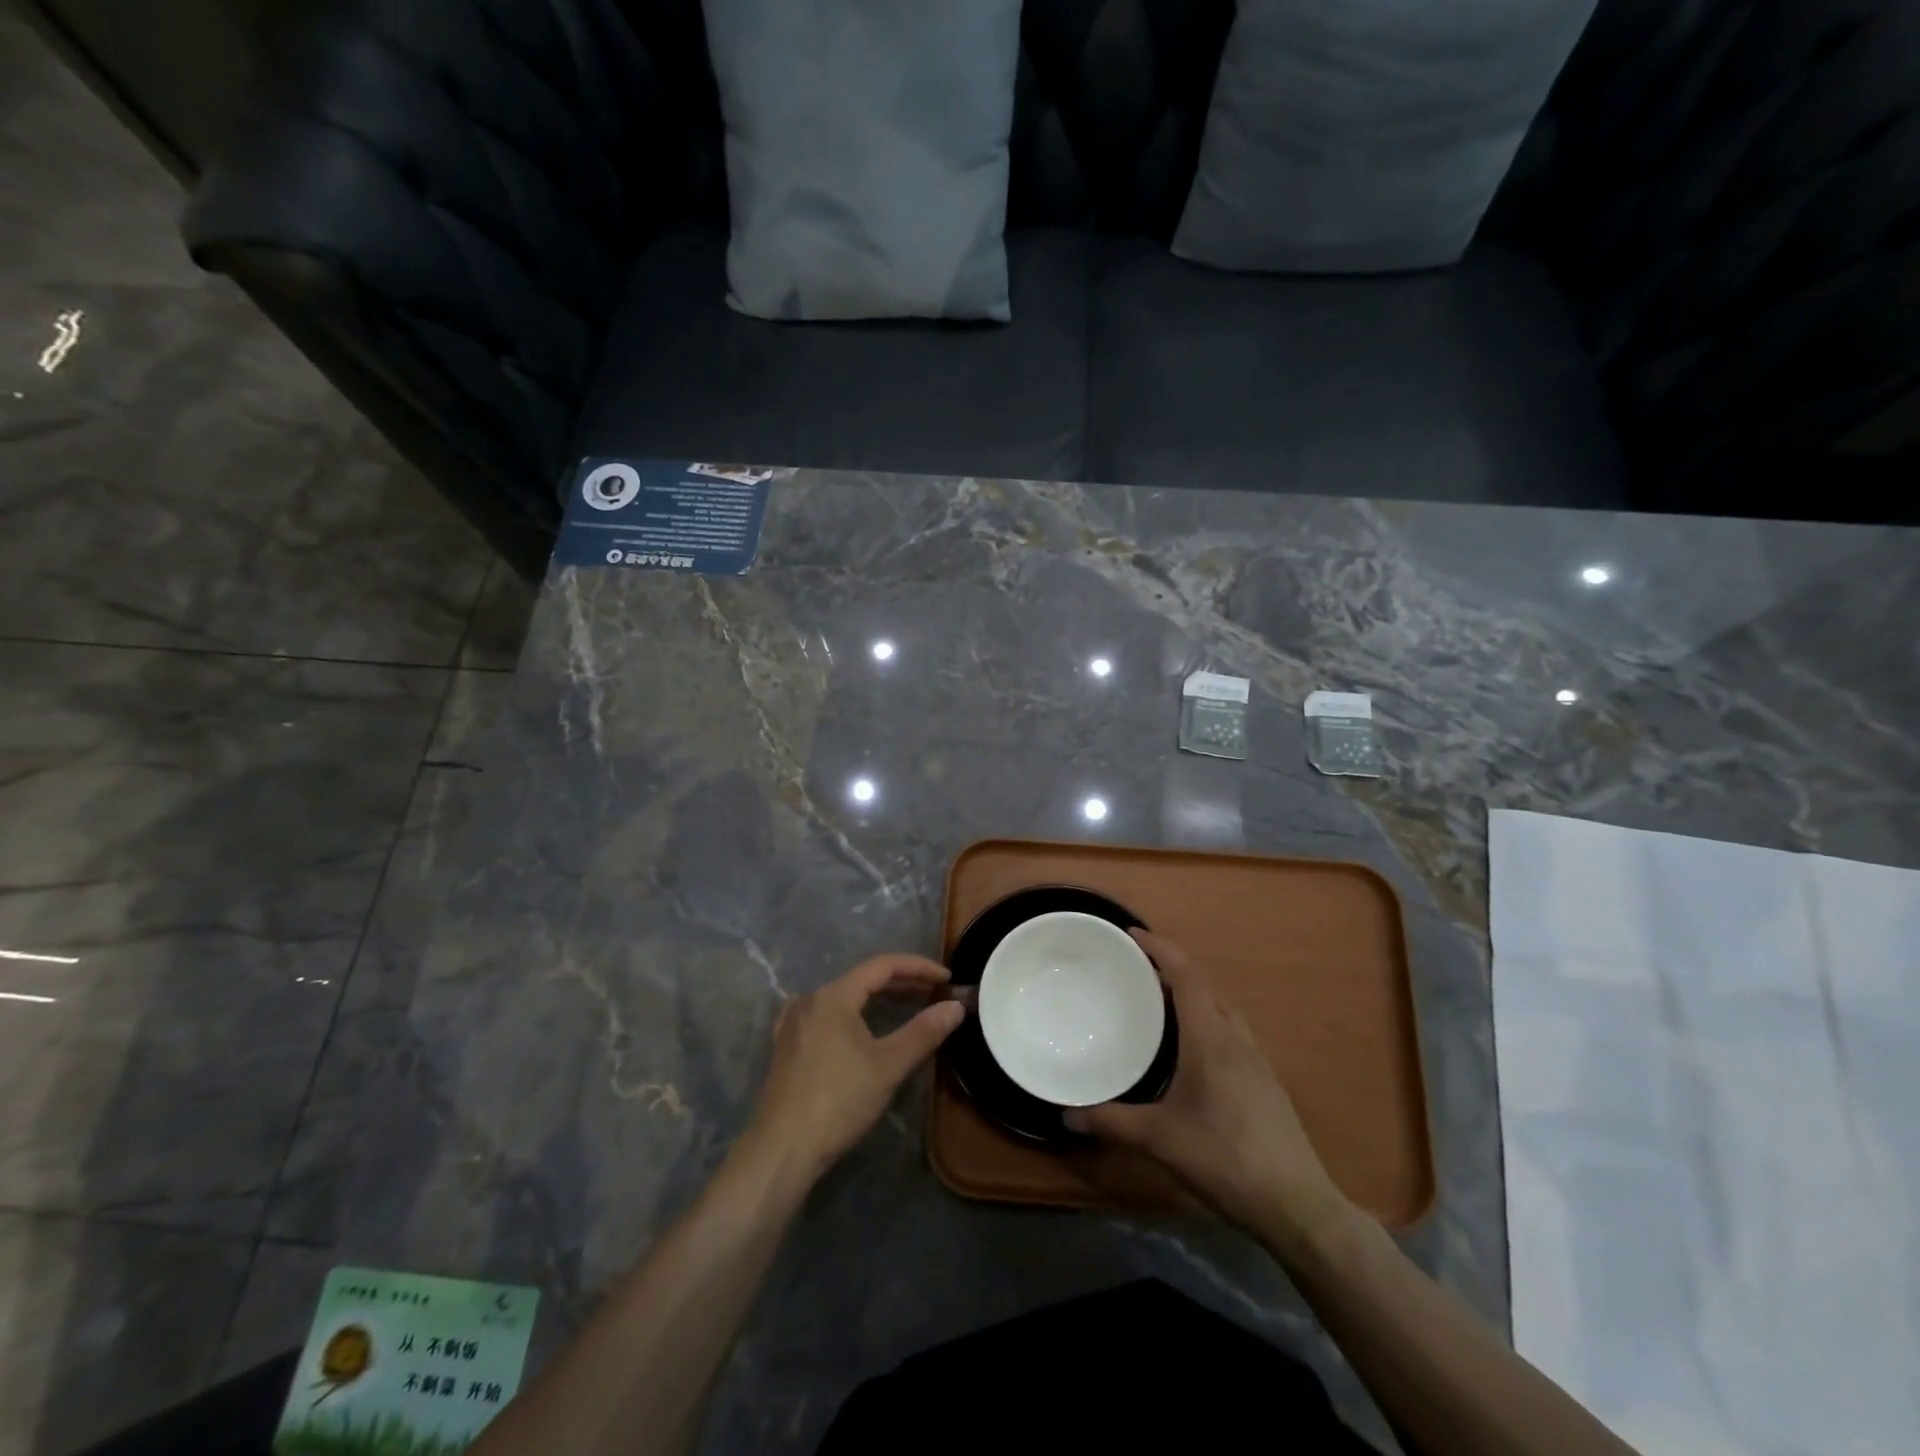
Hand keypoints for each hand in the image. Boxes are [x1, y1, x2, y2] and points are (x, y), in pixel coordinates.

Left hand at [745, 954, 963, 1181]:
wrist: (782, 1149)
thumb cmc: (839, 1101)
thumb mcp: (888, 1066)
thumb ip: (924, 1032)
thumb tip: (956, 1006)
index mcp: (834, 995)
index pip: (883, 966)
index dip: (919, 968)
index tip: (947, 978)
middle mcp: (810, 999)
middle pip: (862, 979)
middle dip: (901, 983)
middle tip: (933, 993)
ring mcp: (794, 1023)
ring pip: (844, 997)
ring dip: (877, 999)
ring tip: (905, 1007)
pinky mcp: (786, 1046)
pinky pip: (826, 1015)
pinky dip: (852, 1014)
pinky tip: (858, 1027)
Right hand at [1063, 931, 1352, 1245]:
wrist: (1297, 1205)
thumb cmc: (1225, 1160)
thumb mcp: (1160, 1140)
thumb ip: (1112, 1122)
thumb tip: (1066, 1115)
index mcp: (1210, 1038)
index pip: (1187, 975)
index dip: (1160, 948)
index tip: (1131, 935)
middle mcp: (1236, 1038)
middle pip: (1205, 985)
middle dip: (1172, 968)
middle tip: (1136, 969)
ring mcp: (1256, 1059)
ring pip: (1221, 1008)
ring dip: (1192, 993)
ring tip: (1159, 1002)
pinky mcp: (1265, 1081)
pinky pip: (1230, 1030)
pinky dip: (1206, 1019)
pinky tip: (1190, 1049)